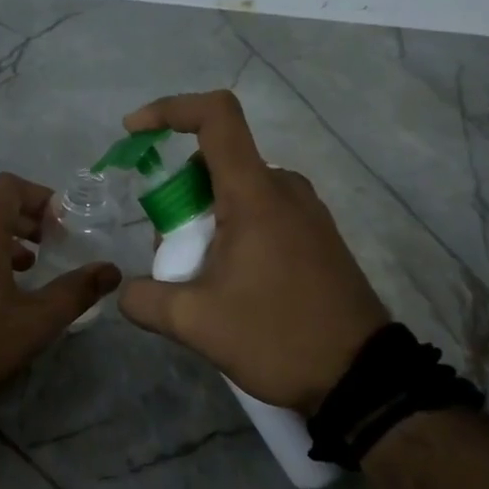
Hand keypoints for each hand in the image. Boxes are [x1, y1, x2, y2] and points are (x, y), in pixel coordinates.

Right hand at [117, 91, 390, 413]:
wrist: (363, 378)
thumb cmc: (278, 336)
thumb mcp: (195, 324)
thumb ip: (144, 299)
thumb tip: (125, 291)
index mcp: (255, 194)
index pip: (216, 116)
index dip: (170, 109)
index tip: (134, 131)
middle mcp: (284, 189)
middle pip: (216, 163)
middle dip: (177, 197)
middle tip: (169, 253)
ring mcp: (307, 212)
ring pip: (237, 190)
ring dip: (203, 219)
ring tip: (197, 278)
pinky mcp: (317, 236)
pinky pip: (262, 212)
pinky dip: (231, 230)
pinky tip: (229, 284)